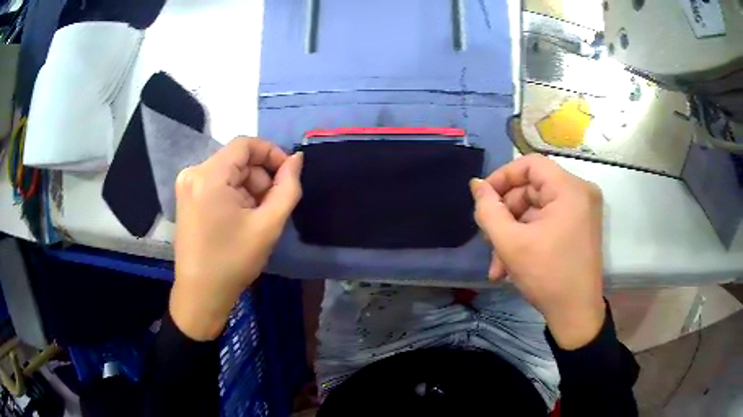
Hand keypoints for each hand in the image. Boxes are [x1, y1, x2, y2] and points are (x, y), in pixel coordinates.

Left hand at [170, 138, 302, 340]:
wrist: (201, 294)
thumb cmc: (233, 261)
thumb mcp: (268, 225)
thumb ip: (288, 187)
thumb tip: (297, 159)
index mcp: (208, 175)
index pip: (245, 144)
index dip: (271, 153)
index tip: (288, 175)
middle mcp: (193, 173)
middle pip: (237, 160)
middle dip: (260, 178)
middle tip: (272, 207)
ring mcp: (187, 186)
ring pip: (229, 173)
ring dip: (249, 189)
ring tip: (256, 218)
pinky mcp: (187, 198)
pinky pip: (218, 184)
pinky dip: (235, 195)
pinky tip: (240, 219)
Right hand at [470, 154, 604, 349]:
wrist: (576, 314)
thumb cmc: (547, 276)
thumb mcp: (510, 243)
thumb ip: (488, 210)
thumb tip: (476, 185)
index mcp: (570, 189)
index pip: (530, 164)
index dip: (502, 177)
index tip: (483, 198)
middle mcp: (581, 192)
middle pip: (533, 188)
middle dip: (506, 216)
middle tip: (489, 241)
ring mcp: (583, 210)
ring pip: (538, 209)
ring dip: (514, 233)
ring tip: (498, 263)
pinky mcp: (581, 226)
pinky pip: (549, 221)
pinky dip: (529, 237)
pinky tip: (512, 264)